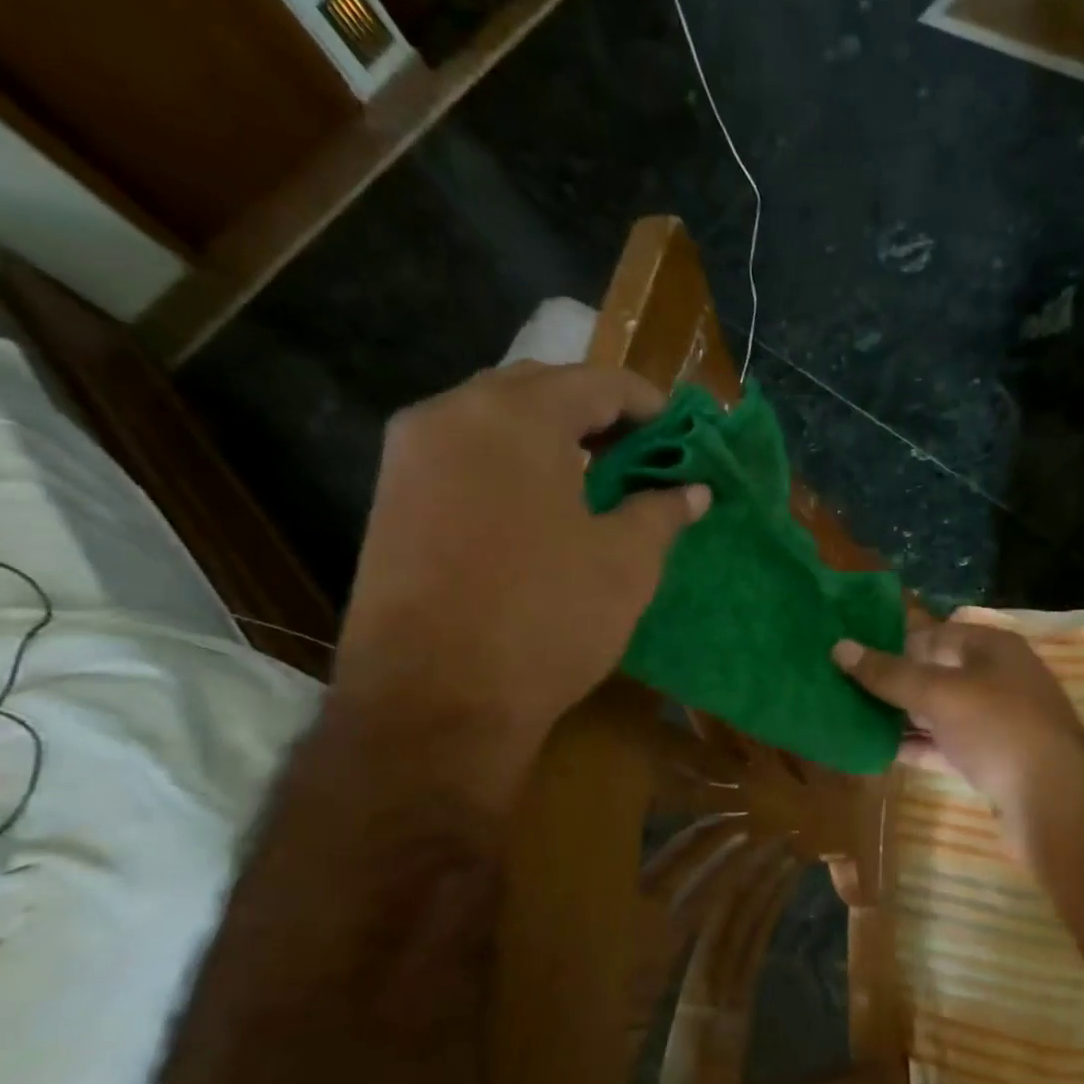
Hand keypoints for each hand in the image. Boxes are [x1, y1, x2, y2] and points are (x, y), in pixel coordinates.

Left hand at [336, 363, 708, 738]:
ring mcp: (409, 456)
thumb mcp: (625, 564)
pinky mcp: (391, 499)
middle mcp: (450, 414)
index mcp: (515, 416)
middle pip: (538, 389)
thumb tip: (693, 490)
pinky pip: (463, 456)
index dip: (648, 404)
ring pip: (493, 420)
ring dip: (549, 437)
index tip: (681, 433)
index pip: (596, 382)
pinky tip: (540, 507)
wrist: (435, 702)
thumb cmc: (545, 619)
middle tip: (639, 453)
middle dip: (595, 413)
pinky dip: (509, 464)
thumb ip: (661, 512)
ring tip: (595, 478)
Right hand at [832, 620, 1083, 827]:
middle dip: (892, 682)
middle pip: (935, 673)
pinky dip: (916, 747)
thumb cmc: (998, 727)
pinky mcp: (990, 760)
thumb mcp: (939, 693)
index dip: (893, 642)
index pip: (934, 634)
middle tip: (842, 687)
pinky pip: (944, 746)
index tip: (851, 655)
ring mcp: (995, 722)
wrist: (1055, 799)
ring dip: (899, 717)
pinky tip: (877, 752)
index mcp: (991, 648)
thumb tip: (839, 647)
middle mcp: (996, 679)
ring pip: (938, 712)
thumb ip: (889, 674)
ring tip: (850, 718)